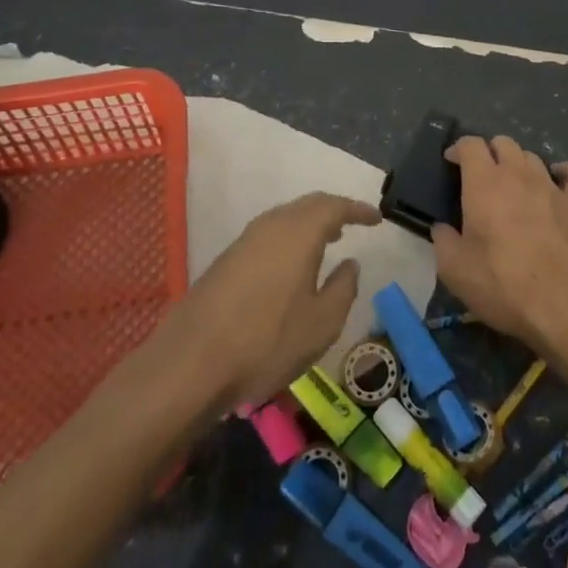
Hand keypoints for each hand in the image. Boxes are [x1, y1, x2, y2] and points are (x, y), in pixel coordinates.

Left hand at [164, 192, 378, 407]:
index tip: (376, 218)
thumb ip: (344, 288)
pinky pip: (269, 235)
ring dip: (310, 224)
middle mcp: (271, 225)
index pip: (335, 206)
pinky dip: (290, 238)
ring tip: (328, 240)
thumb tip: (350, 264)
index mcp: (299, 232)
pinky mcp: (227, 260)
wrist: (191, 361)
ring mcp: (245, 241)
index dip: (358, 210)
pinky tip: (293, 264)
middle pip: (308, 206)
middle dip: (333, 211)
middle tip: (353, 223)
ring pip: (285, 219)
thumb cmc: (267, 340)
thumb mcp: (322, 323)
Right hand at [430, 136, 567, 357]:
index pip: (470, 144)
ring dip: (519, 164)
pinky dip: (564, 172)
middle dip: (489, 152)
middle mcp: (518, 175)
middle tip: (480, 177)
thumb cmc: (503, 286)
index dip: (458, 148)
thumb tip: (442, 228)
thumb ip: (443, 241)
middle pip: (503, 143)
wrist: (564, 308)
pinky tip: (557, 182)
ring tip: (513, 185)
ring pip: (533, 157)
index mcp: (484, 184)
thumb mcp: (454, 270)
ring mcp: (552, 187)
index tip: (450, 163)